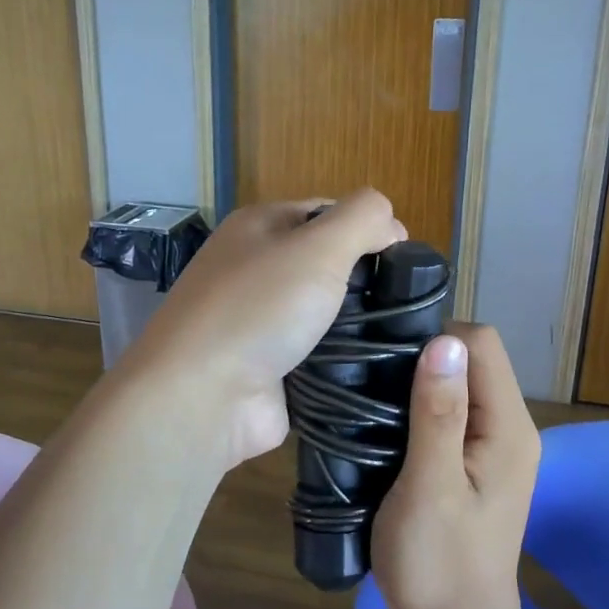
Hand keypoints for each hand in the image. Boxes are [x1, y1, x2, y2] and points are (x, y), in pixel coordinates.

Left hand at [121, 189, 404, 466]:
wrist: (202, 396)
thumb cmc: (258, 308)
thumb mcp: (318, 246)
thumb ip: (362, 218)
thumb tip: (390, 223)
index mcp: (259, 227)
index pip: (326, 212)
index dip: (369, 228)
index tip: (405, 259)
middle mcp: (254, 268)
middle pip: (326, 263)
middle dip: (365, 280)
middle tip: (403, 303)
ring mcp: (259, 320)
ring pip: (325, 312)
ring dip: (357, 324)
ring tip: (398, 336)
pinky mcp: (269, 366)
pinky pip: (317, 354)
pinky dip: (341, 360)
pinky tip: (374, 366)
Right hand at [372, 324, 540, 608]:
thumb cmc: (438, 563)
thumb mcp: (430, 486)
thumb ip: (439, 413)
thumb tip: (444, 341)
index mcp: (509, 427)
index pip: (481, 344)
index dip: (436, 339)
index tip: (389, 361)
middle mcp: (511, 428)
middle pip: (473, 360)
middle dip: (425, 359)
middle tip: (374, 381)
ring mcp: (496, 448)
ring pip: (460, 385)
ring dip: (420, 384)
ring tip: (375, 400)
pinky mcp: (477, 465)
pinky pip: (453, 413)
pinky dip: (423, 408)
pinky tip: (391, 426)